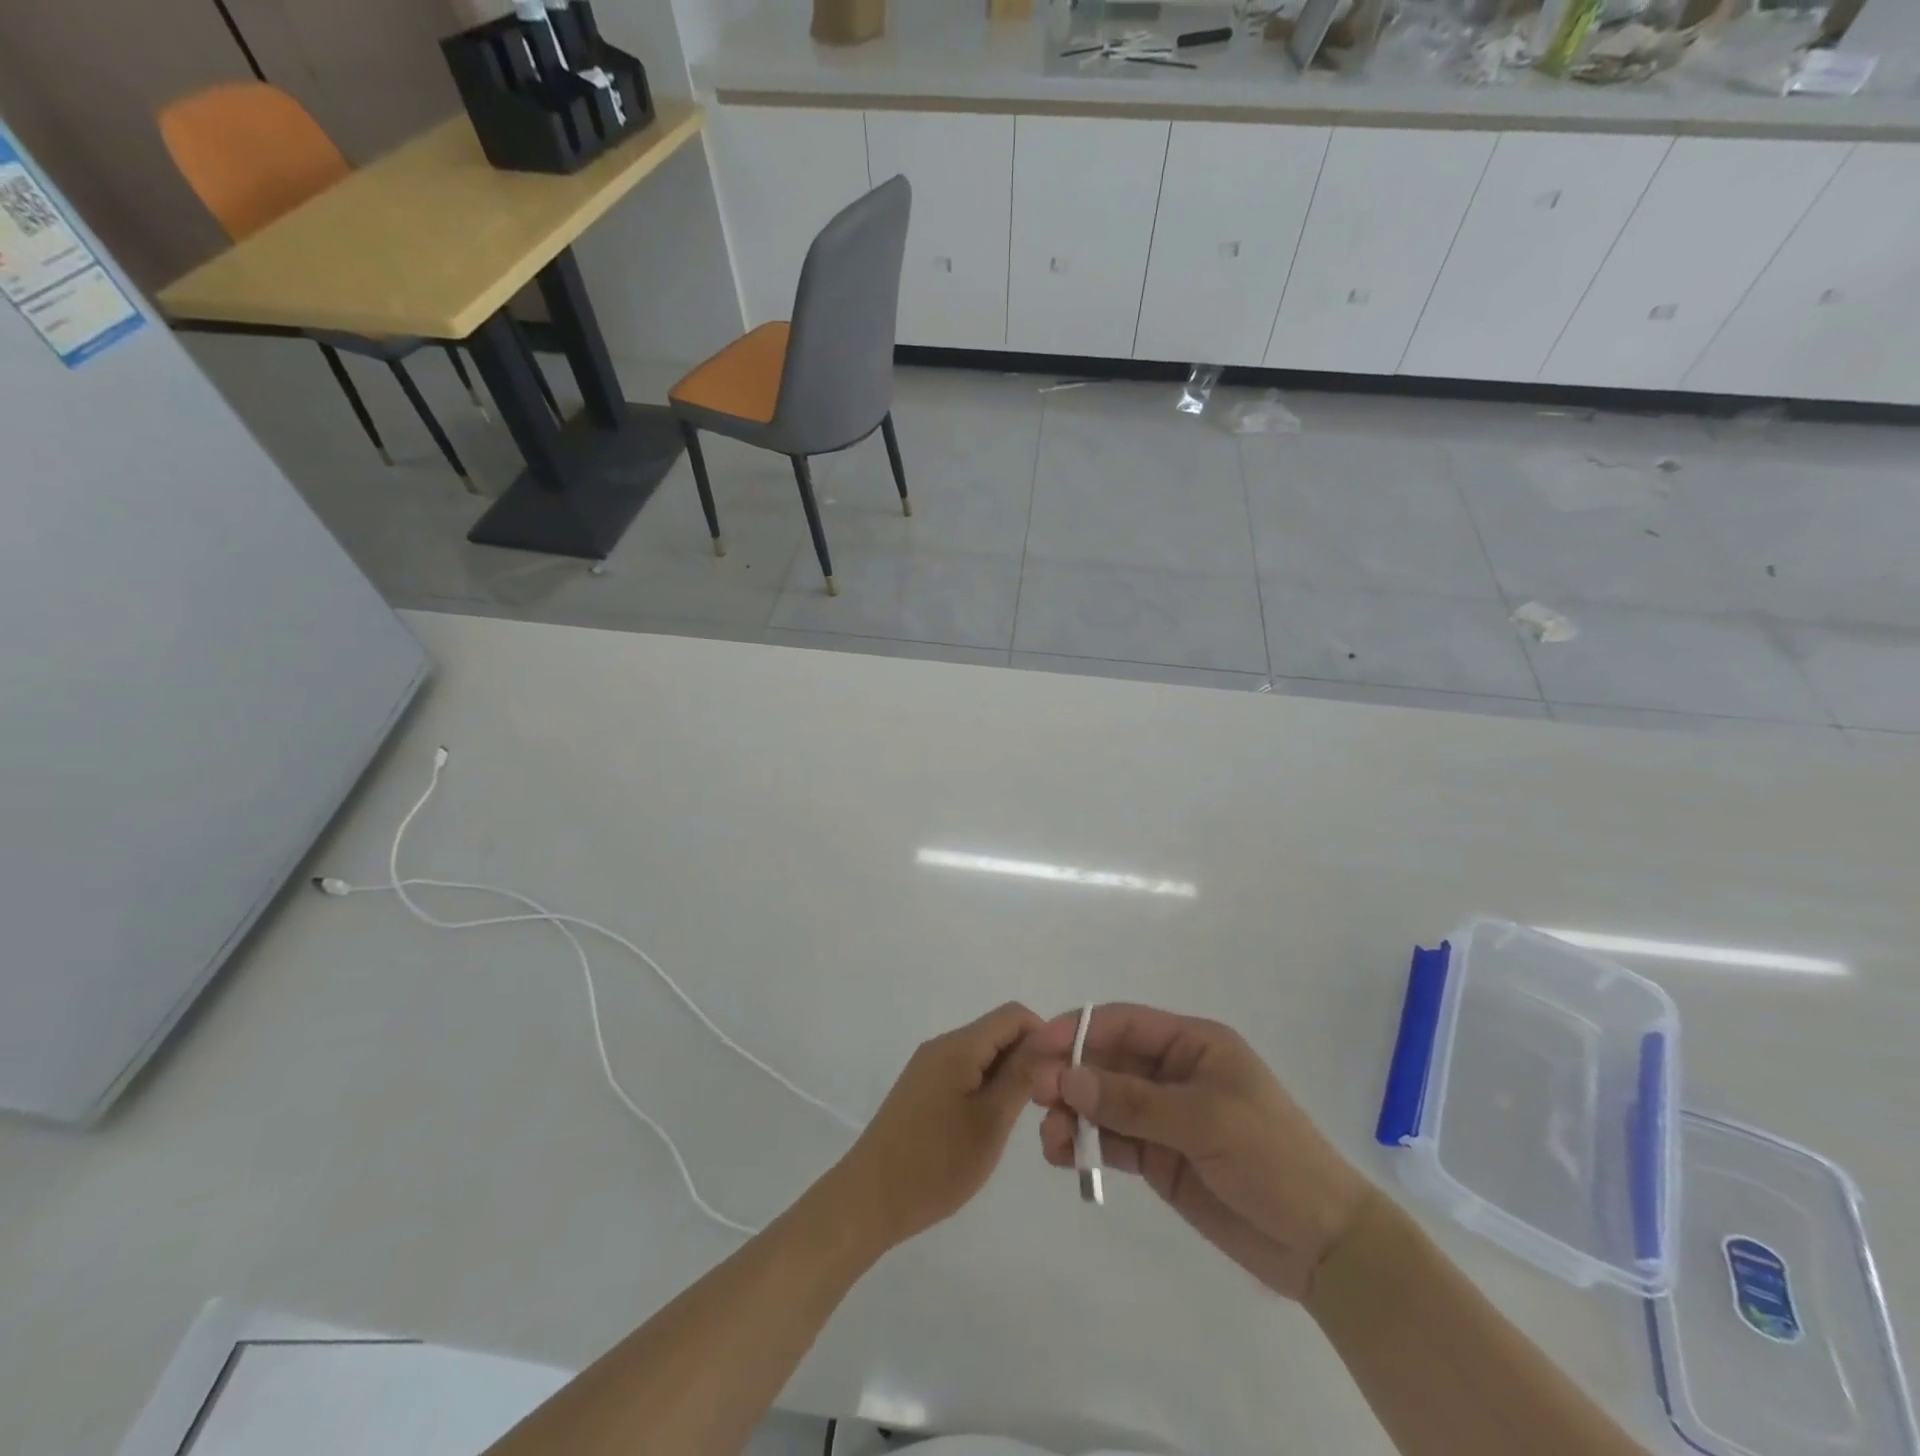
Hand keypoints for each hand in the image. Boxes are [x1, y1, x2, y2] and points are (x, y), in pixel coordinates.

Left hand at [830, 1002, 1043, 1250]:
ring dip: (1007, 1075)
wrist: (868, 1201)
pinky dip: (985, 1087)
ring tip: (1019, 1118)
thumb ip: (1021, 1076)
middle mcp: (941, 1046)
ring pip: (981, 1054)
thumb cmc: (935, 1164)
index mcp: (958, 1046)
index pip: (1013, 1015)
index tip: (1061, 1075)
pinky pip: (964, 1071)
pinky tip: (990, 1123)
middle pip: (997, 1032)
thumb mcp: (990, 1122)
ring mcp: (928, 1067)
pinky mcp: (921, 1088)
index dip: (1043, 1036)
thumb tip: (1050, 1040)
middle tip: (1045, 1104)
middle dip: (1027, 1058)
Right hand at [1032, 1004, 1367, 1300]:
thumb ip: (1134, 1101)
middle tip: (1035, 1096)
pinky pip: (1113, 1142)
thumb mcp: (1205, 1121)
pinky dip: (1085, 1145)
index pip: (1125, 1024)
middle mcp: (1174, 1073)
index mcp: (1193, 1045)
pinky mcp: (1160, 1158)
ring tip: (1049, 1139)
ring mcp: (1165, 1117)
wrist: (1322, 1244)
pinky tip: (1063, 1156)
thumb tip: (1066, 1078)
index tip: (1039, 1046)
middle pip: (1108, 1062)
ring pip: (1104, 1103)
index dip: (1079, 1029)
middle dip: (1070, 1074)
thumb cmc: (1273, 1159)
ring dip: (1072, 1113)